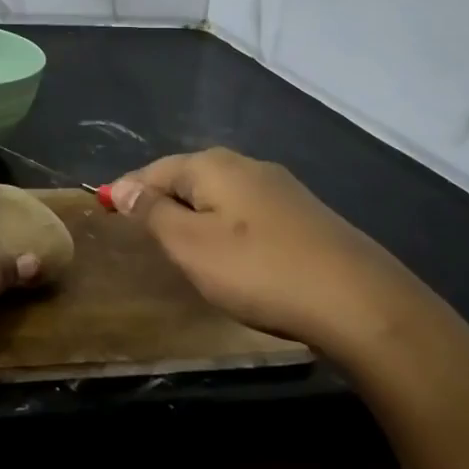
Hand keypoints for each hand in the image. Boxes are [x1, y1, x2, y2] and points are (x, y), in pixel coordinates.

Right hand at [108, 148, 421, 352]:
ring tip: (181, 245)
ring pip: (221, 196)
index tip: (107, 209)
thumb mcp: (190, 245)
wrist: (361, 303)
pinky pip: (248, 213)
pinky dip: (227, 227)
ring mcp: (282, 190)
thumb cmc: (260, 271)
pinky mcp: (306, 217)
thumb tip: (124, 187)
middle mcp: (248, 166)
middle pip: (190, 177)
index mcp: (214, 165)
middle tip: (142, 231)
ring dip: (196, 214)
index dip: (129, 189)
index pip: (155, 170)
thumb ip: (153, 213)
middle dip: (163, 199)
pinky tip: (232, 254)